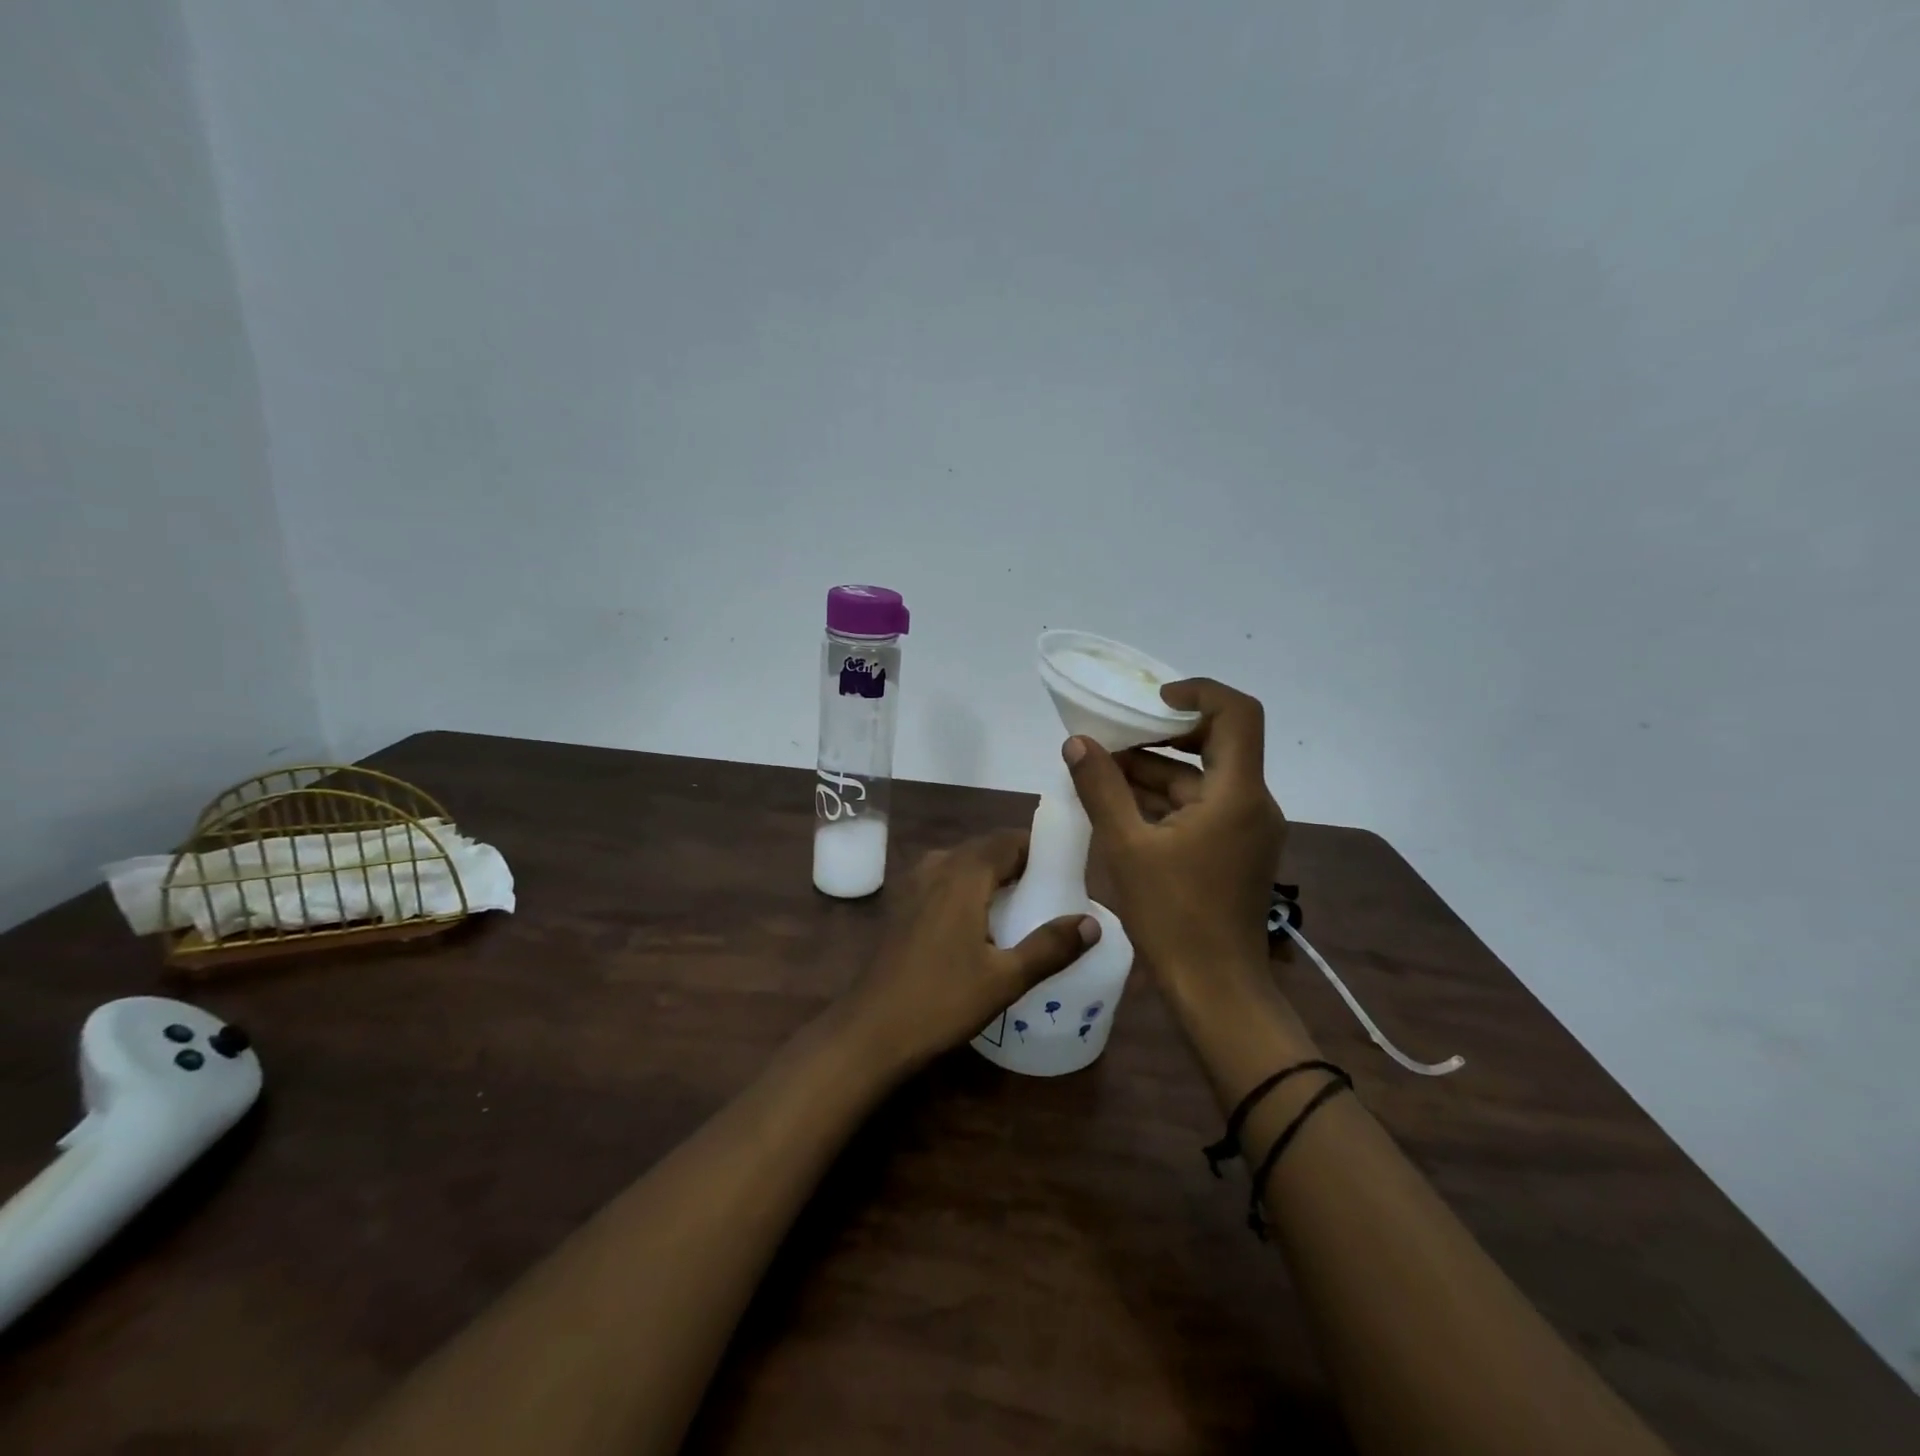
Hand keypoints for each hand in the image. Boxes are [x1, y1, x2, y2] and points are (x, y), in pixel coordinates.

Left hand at [843, 831, 1098, 1071]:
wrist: (870, 1030)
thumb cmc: (941, 1000)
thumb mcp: (1005, 978)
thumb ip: (1050, 947)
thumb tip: (1092, 923)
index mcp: (963, 873)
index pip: (1009, 840)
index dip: (1040, 849)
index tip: (1068, 871)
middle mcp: (937, 866)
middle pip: (987, 849)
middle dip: (1020, 864)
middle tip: (1052, 893)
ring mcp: (913, 884)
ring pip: (965, 865)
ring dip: (994, 877)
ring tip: (1023, 907)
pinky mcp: (902, 905)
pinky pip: (946, 881)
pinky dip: (970, 889)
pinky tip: (983, 924)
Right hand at [1064, 678, 1286, 982]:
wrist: (1215, 988)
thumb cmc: (1173, 916)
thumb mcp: (1127, 847)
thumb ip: (1101, 788)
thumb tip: (1077, 743)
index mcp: (1236, 794)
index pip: (1237, 713)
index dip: (1197, 692)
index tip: (1151, 701)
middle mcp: (1252, 802)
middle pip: (1216, 742)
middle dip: (1162, 734)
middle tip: (1114, 734)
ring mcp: (1246, 828)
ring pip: (1202, 778)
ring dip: (1155, 770)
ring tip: (1101, 770)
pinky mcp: (1235, 849)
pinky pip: (1201, 806)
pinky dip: (1164, 799)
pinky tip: (1120, 805)